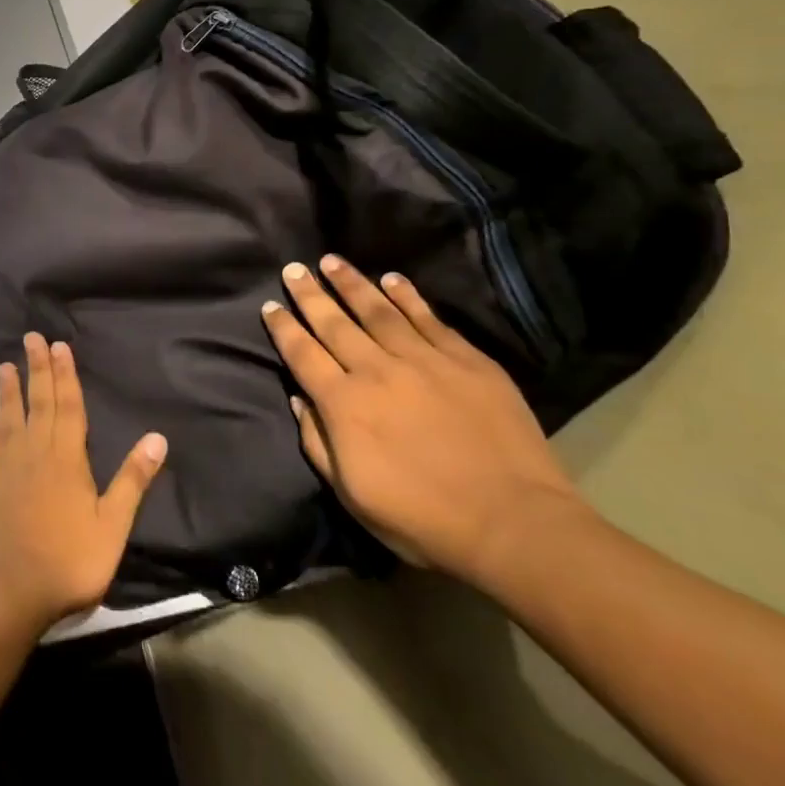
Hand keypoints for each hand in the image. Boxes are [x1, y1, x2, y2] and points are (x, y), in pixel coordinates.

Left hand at [0, 333, 167, 631]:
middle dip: (36, 368)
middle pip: (39, 403)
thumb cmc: (70, 560)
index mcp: (67, 459)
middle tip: (30, 338)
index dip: (65, 375)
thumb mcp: (112, 525)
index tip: (59, 346)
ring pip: (12, 418)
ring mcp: (10, 468)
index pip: (68, 406)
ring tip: (6, 366)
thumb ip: (132, 480)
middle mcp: (36, 453)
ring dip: (10, 390)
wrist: (12, 591)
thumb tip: (157, 437)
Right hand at [262, 256, 587, 587]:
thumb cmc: (424, 519)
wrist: (514, 524)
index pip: (302, 354)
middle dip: (309, 294)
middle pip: (334, 323)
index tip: (270, 305)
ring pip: (378, 311)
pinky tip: (392, 279)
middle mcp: (376, 371)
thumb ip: (318, 443)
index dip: (283, 328)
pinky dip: (408, 297)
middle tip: (293, 269)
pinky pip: (429, 319)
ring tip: (332, 261)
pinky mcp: (467, 361)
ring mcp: (424, 361)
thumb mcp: (352, 495)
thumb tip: (299, 400)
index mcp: (344, 404)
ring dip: (351, 284)